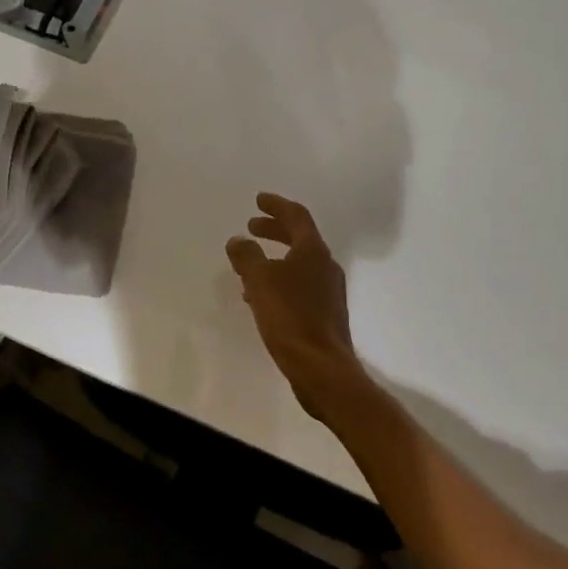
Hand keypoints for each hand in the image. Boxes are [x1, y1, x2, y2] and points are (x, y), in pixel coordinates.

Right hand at [226, 193, 373, 422]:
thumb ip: (247, 256)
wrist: (322, 368)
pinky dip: (279, 282)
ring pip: (298, 265)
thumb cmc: (290, 317)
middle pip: (299, 238)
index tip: (258, 200)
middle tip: (252, 226)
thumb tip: (238, 240)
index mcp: (313, 251)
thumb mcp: (259, 281)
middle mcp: (326, 267)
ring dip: (274, 258)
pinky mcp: (325, 315)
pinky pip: (298, 287)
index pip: (296, 216)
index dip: (276, 205)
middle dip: (274, 230)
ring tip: (249, 264)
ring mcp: (328, 292)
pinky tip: (260, 298)